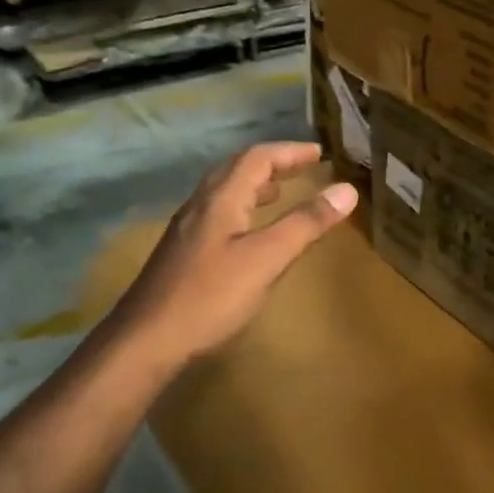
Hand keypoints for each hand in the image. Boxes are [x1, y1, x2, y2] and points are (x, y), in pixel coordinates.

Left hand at [108, 142, 356, 369]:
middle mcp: (200, 206)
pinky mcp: (183, 254)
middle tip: (304, 168)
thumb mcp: (267, 259)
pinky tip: (250, 234)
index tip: (319, 154)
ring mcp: (187, 230)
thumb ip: (305, 224)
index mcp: (221, 199)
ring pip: (225, 193)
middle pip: (237, 170)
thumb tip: (347, 190)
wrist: (146, 341)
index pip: (257, 158)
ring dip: (255, 186)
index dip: (289, 152)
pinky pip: (219, 215)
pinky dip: (244, 209)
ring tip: (281, 193)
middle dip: (273, 164)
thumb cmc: (210, 297)